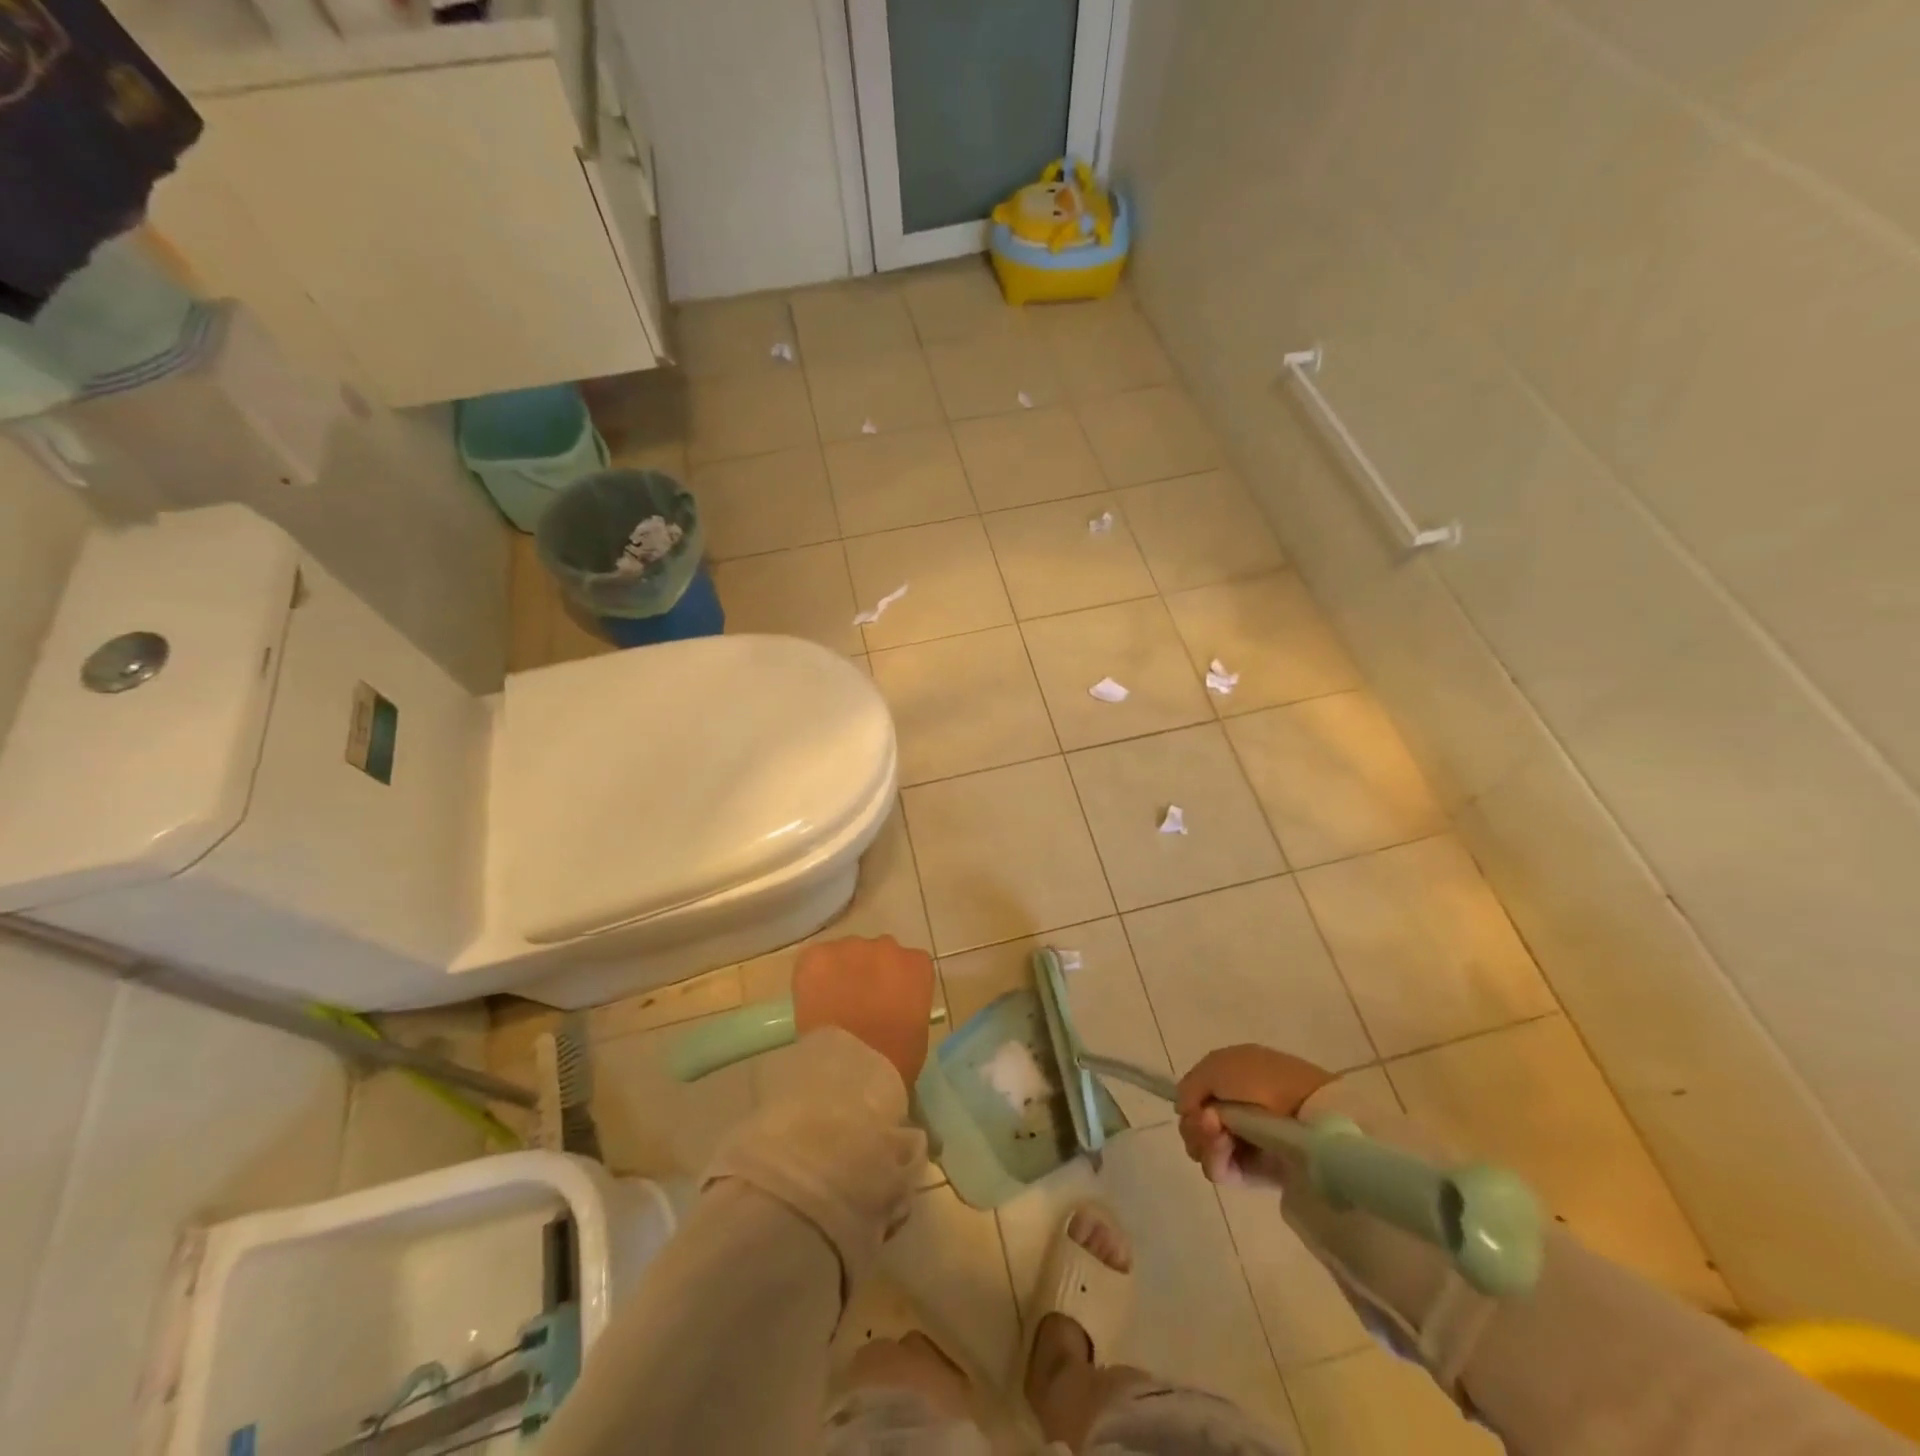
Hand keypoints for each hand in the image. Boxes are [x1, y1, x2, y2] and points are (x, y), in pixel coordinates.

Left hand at [793, 935, 935, 1089]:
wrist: (851, 1066)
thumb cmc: (894, 1059)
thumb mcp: (917, 1031)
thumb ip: (908, 1005)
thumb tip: (892, 1006)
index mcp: (917, 965)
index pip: (909, 964)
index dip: (895, 983)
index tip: (887, 1003)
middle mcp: (887, 946)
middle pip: (877, 953)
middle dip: (869, 972)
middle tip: (858, 1003)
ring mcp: (851, 947)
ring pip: (845, 953)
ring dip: (841, 972)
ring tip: (832, 1003)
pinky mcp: (817, 954)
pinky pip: (816, 959)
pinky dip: (812, 977)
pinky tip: (812, 1001)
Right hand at [1176, 1045, 1334, 1189]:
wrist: (1308, 1113)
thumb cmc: (1263, 1080)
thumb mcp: (1217, 1066)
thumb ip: (1190, 1086)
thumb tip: (1183, 1110)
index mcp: (1229, 1082)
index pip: (1194, 1099)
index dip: (1189, 1103)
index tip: (1195, 1106)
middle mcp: (1233, 1112)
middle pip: (1194, 1125)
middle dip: (1194, 1124)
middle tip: (1207, 1122)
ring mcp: (1242, 1143)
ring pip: (1202, 1148)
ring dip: (1203, 1141)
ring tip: (1219, 1135)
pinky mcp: (1251, 1173)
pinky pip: (1219, 1170)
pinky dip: (1214, 1158)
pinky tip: (1222, 1146)